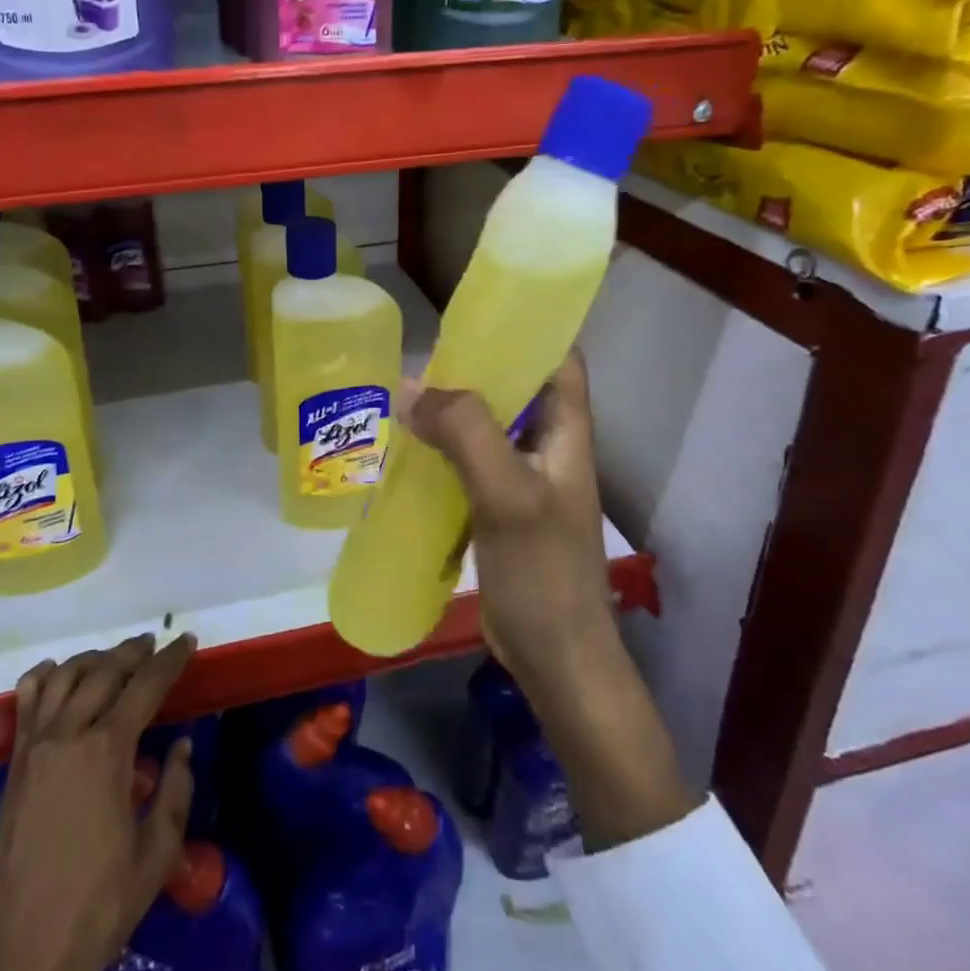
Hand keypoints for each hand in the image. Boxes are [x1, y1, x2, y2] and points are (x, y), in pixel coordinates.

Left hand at [0, 634, 195, 970]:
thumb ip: (174, 794)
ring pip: (64, 678)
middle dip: (133, 652)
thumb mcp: (154, 859)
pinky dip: (42, 678)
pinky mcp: (13, 767)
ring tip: (114, 657)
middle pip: (104, 672)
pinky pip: (25, 704)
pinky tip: (54, 672)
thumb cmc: (94, 910)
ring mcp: (35, 748)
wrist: (17, 961)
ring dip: (93, 659)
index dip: (170, 659)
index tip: (187, 640)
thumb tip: (183, 747)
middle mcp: (68, 735)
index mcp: (107, 752)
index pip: (145, 686)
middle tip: (154, 644)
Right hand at [401, 349, 612, 689]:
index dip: (528, 328)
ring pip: (485, 424)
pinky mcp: (498, 505)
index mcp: (566, 429)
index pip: (559, 357)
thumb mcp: (507, 493)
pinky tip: (404, 449)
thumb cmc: (543, 571)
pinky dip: (440, 448)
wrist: (555, 657)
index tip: (477, 313)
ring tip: (403, 397)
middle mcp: (548, 444)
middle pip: (513, 386)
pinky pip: (467, 460)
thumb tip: (410, 389)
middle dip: (471, 368)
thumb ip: (465, 433)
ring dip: (450, 410)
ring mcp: (522, 477)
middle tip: (421, 357)